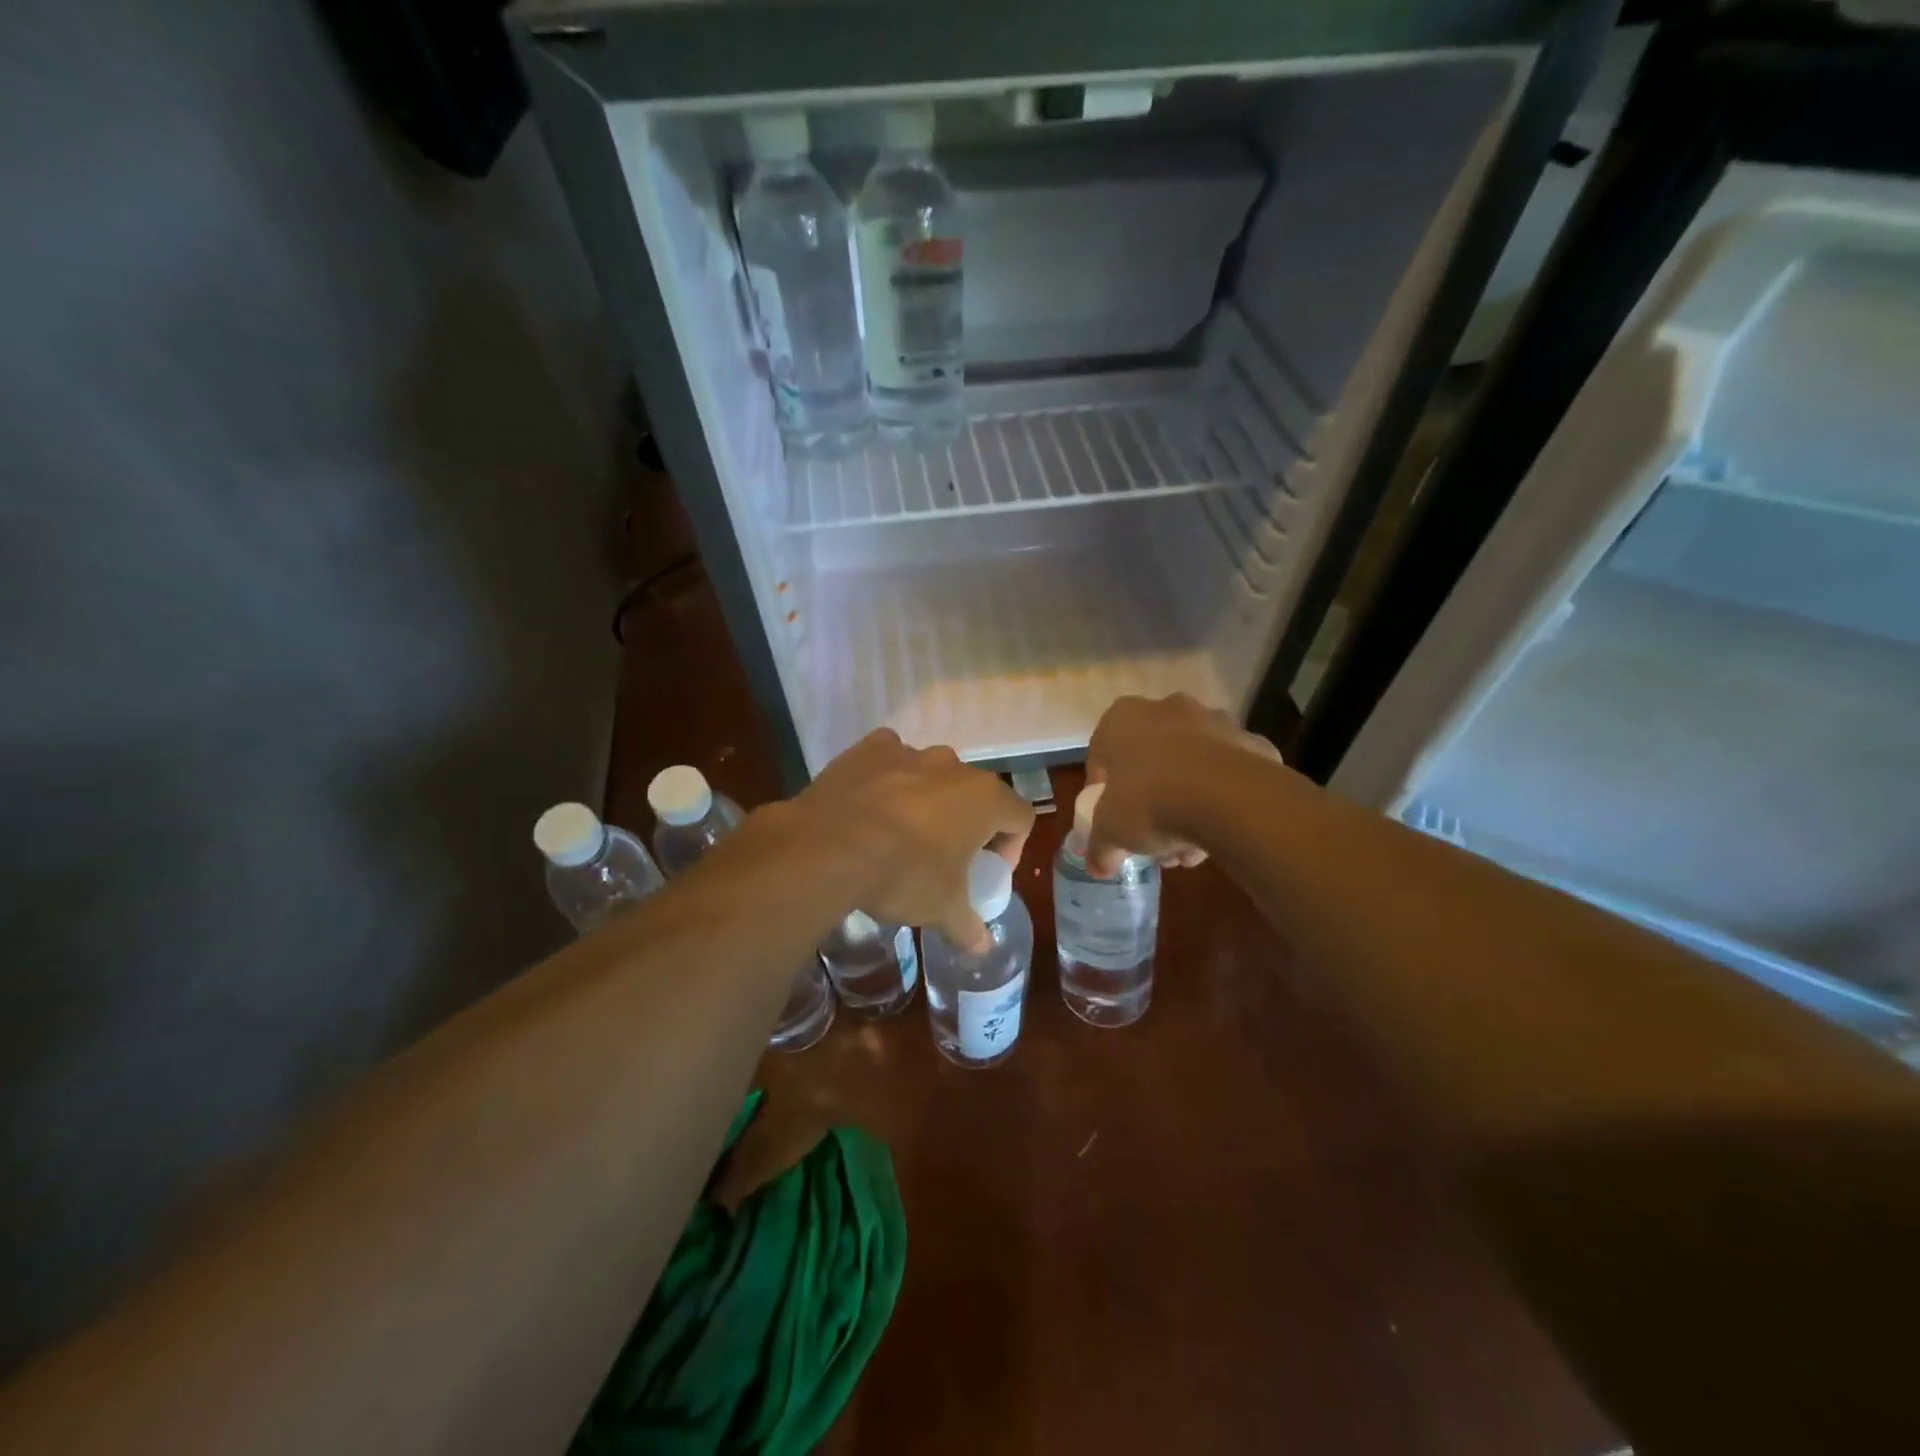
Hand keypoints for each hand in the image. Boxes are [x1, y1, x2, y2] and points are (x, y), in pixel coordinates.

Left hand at [792, 729, 1034, 950]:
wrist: (828, 847)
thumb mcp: (941, 909)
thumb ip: (969, 926)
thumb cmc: (903, 875)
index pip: (1020, 817)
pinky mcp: (870, 748)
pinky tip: (872, 806)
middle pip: (976, 794)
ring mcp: (910, 752)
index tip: (985, 871)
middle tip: (946, 857)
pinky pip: (891, 759)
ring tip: (902, 834)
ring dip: (928, 800)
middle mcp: (954, 766)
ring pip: (933, 775)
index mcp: (985, 799)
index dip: (1011, 847)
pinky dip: (889, 778)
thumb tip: (983, 947)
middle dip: (967, 823)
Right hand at [1084, 694, 1282, 876]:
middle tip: (1152, 836)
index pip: (1102, 755)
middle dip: (1150, 798)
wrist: (1228, 797)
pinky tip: (1220, 831)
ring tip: (1189, 846)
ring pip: (1191, 766)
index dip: (1103, 791)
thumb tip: (1097, 867)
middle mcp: (1166, 709)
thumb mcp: (1111, 832)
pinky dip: (1223, 798)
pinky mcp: (1252, 743)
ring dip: (1187, 801)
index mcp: (1122, 719)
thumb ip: (1099, 847)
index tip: (1111, 818)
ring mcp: (1214, 722)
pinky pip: (1228, 774)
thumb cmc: (1150, 802)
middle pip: (1151, 759)